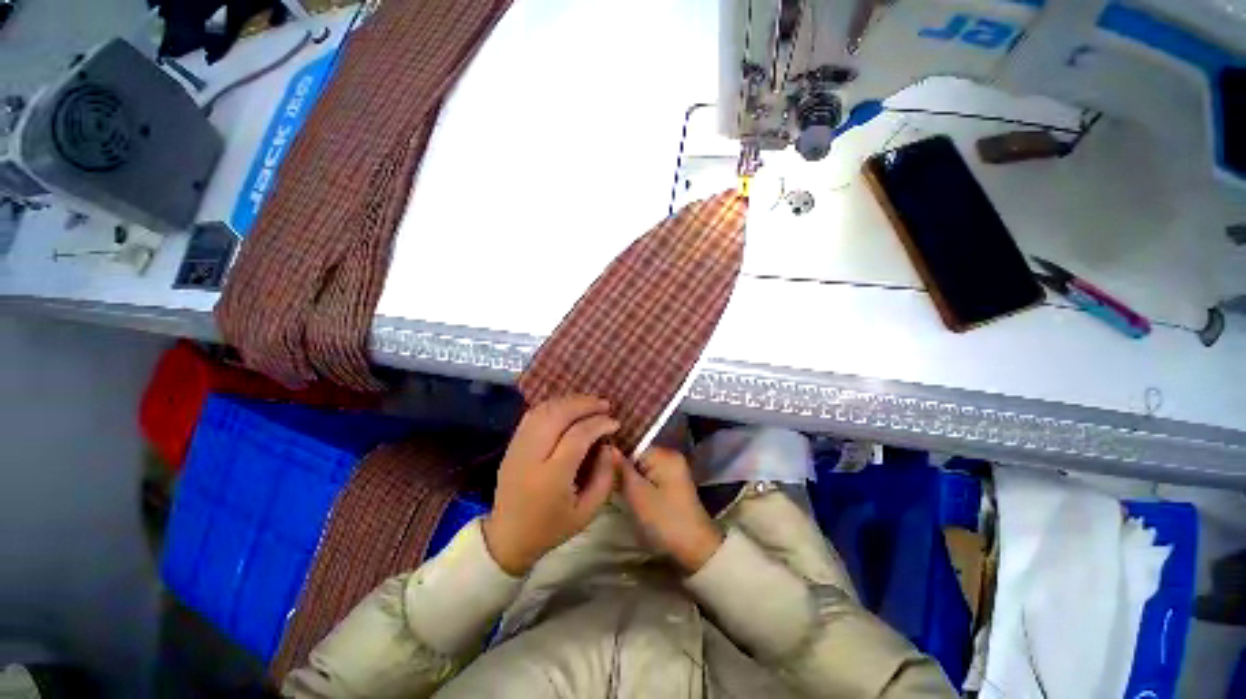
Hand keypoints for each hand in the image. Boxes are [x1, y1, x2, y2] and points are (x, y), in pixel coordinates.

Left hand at [483, 395, 622, 575]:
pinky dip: (554, 405)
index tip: (615, 423)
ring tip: (590, 403)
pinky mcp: (512, 444)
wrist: (507, 537)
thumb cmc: (551, 528)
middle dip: (585, 404)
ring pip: (544, 410)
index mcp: (552, 477)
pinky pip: (533, 414)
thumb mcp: (587, 512)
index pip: (577, 436)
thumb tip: (608, 446)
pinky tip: (568, 407)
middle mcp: (532, 455)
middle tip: (605, 405)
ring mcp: (518, 447)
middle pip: (558, 415)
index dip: (599, 424)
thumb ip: (604, 477)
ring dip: (569, 401)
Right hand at [619, 447, 723, 572]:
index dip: (615, 456)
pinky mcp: (673, 482)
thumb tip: (608, 446)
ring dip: (630, 476)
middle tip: (607, 482)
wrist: (695, 547)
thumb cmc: (664, 519)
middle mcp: (670, 455)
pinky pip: (650, 474)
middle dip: (622, 467)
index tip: (600, 468)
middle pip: (637, 454)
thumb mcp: (637, 494)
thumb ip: (622, 468)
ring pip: (642, 466)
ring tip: (615, 488)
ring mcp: (673, 468)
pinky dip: (640, 482)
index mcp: (664, 453)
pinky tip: (630, 493)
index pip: (631, 445)